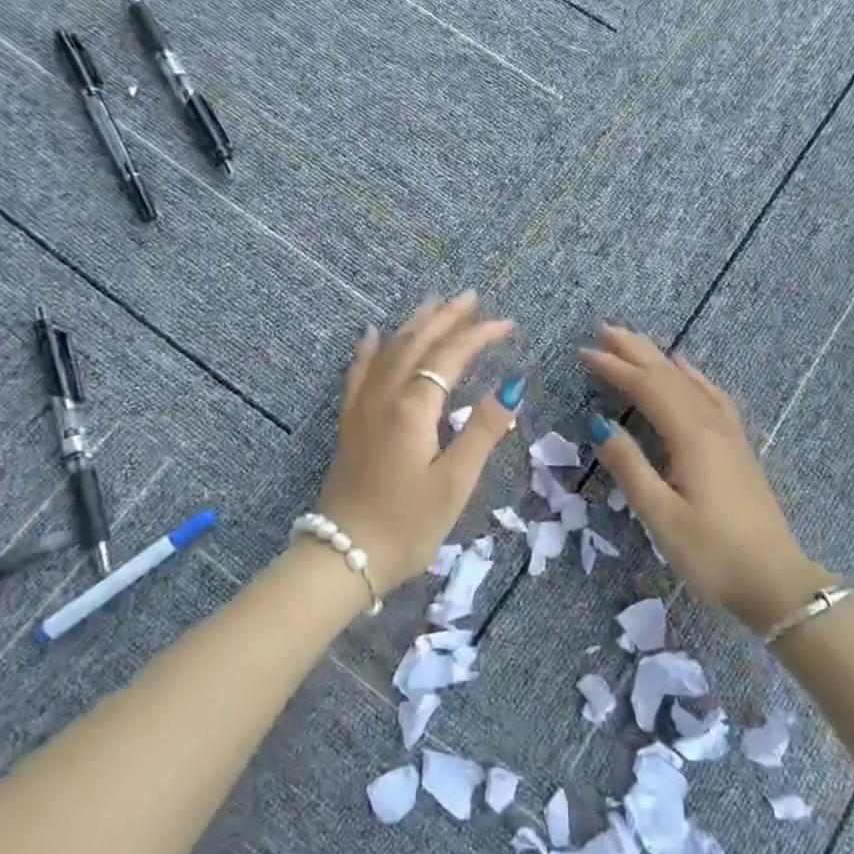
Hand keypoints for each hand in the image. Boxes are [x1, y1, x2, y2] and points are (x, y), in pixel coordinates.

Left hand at [314, 292, 522, 589]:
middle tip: (472, 298)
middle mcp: (385, 397)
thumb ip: (482, 430)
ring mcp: (362, 408)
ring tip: (433, 304)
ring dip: (414, 325)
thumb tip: (511, 385)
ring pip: (388, 351)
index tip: (507, 323)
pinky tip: (371, 335)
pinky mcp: (350, 424)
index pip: (451, 356)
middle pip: (417, 343)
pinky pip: (358, 373)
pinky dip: (368, 349)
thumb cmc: (407, 525)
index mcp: (414, 409)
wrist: (343, 556)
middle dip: (446, 318)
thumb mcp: (454, 483)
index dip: (479, 335)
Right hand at [579, 324, 832, 632]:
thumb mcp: (660, 515)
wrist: (775, 582)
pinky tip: (687, 371)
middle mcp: (712, 425)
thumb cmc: (712, 554)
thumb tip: (599, 423)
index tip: (584, 353)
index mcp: (691, 437)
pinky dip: (694, 377)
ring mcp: (729, 434)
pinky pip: (712, 396)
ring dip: (660, 359)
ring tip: (637, 342)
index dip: (615, 368)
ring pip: (690, 383)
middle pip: (669, 376)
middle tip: (604, 330)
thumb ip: (629, 466)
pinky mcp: (738, 447)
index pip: (647, 388)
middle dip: (635, 351)